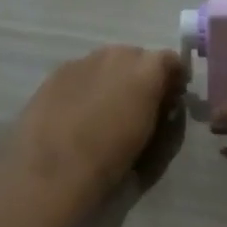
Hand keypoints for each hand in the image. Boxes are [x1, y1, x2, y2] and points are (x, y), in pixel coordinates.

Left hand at [4, 44, 184, 216]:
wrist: (52, 171)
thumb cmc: (111, 161)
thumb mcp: (154, 142)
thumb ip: (163, 114)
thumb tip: (164, 104)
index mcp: (146, 70)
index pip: (171, 61)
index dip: (173, 80)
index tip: (171, 100)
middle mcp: (116, 55)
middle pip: (137, 57)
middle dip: (141, 77)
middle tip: (137, 106)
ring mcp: (82, 61)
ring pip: (107, 63)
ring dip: (112, 80)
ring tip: (104, 110)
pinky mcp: (55, 74)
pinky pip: (81, 73)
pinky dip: (86, 86)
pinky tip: (77, 112)